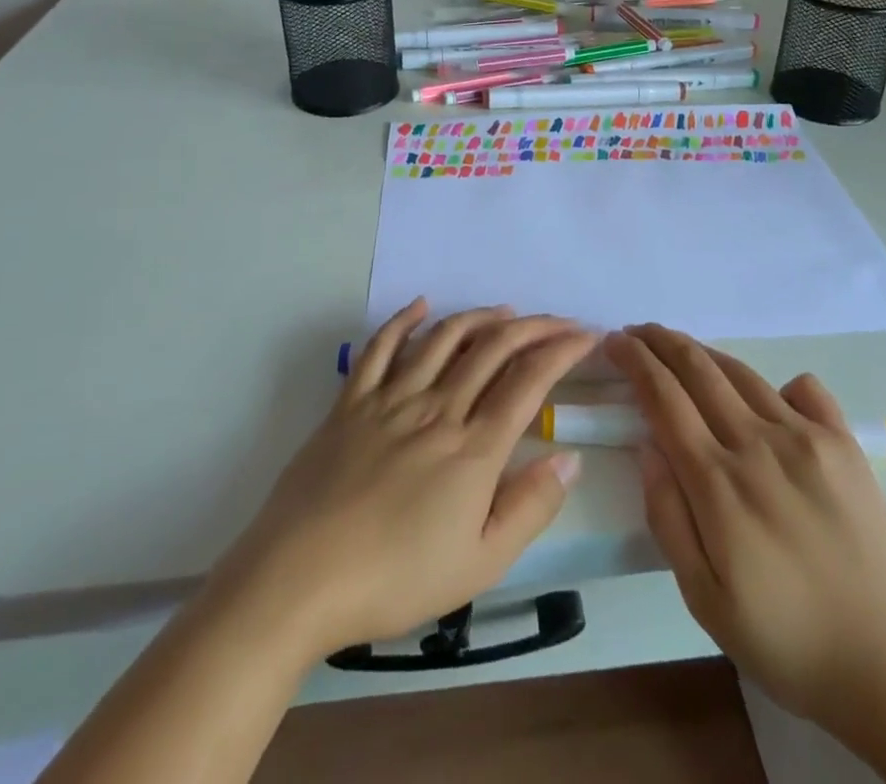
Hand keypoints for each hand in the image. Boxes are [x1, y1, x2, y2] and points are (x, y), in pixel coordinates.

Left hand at [218, 299, 593, 660]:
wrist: (298, 580)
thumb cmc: (395, 579)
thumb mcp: (478, 565)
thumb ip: (529, 507)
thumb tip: (569, 457)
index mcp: (473, 448)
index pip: (529, 382)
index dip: (562, 351)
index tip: (586, 336)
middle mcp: (438, 408)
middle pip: (494, 349)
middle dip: (534, 327)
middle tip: (560, 320)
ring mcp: (391, 399)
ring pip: (444, 338)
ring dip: (480, 317)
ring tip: (506, 311)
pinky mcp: (351, 402)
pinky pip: (380, 348)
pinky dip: (403, 321)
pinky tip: (421, 306)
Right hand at [604, 323, 885, 726]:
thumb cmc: (784, 639)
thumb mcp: (703, 597)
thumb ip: (667, 516)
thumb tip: (647, 446)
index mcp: (717, 482)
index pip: (663, 398)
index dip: (634, 361)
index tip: (613, 342)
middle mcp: (757, 444)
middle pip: (698, 370)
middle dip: (660, 341)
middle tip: (636, 331)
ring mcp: (805, 438)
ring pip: (742, 373)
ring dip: (703, 352)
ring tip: (680, 346)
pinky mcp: (843, 443)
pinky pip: (805, 389)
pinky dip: (777, 382)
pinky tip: (769, 393)